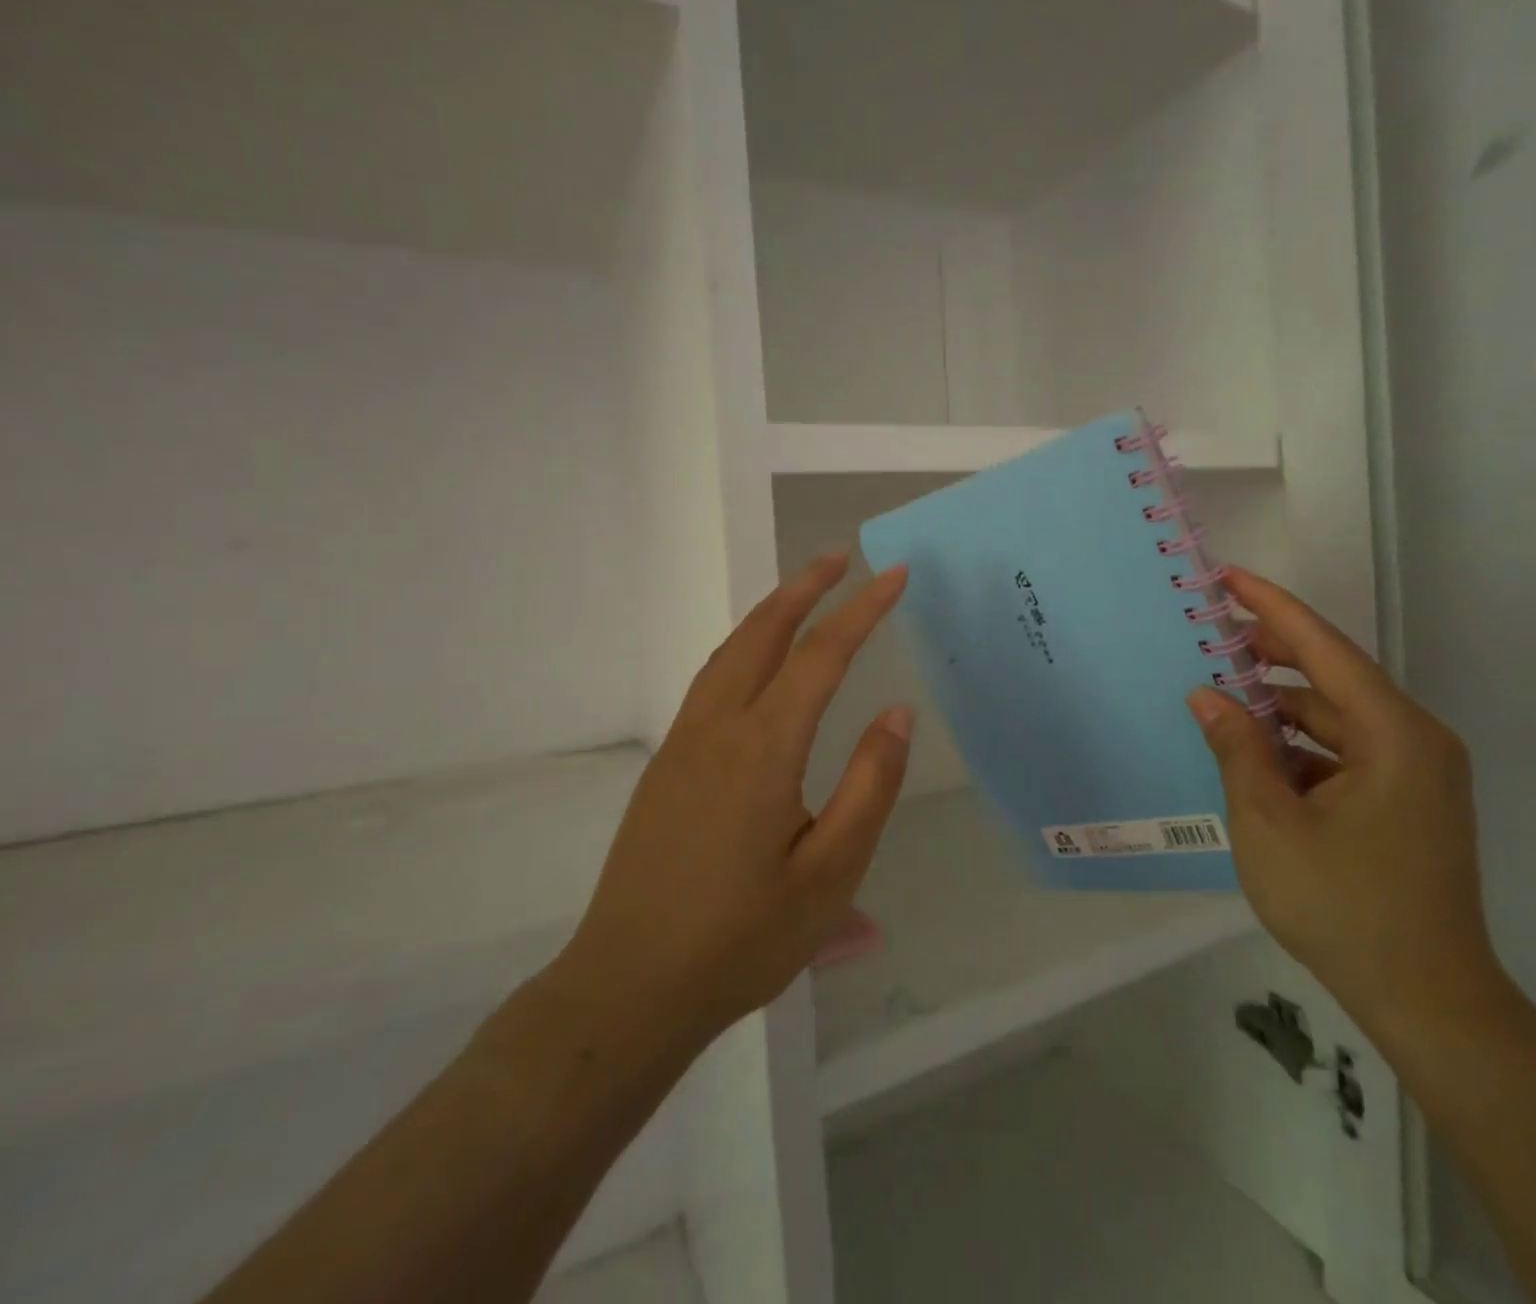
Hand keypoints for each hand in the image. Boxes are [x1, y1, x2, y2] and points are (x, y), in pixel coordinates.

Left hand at [546, 554, 913, 1052]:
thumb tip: (898, 713)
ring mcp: (683, 744)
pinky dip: (743, 646)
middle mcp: (718, 728)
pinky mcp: (665, 766)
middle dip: (804, 588)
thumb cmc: (743, 938)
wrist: (629, 988)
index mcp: (764, 748)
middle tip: (840, 558)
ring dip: (769, 612)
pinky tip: (758, 663)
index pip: (822, 654)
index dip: (862, 610)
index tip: (895, 576)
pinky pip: (711, 681)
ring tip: (804, 593)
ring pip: (729, 652)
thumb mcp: (831, 873)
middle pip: (763, 633)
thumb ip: (870, 786)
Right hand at [1187, 567, 1503, 1036]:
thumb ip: (1238, 749)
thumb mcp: (1270, 823)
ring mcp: (1416, 774)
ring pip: (1338, 717)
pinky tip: (1257, 753)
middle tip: (1214, 633)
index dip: (1273, 608)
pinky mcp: (1407, 802)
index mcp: (1394, 735)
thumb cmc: (1344, 906)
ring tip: (1225, 692)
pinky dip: (1301, 745)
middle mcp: (1415, 741)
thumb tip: (1208, 695)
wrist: (1428, 1002)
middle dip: (1273, 653)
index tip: (1230, 577)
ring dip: (1283, 706)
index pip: (1325, 649)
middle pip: (1335, 677)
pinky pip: (1346, 752)